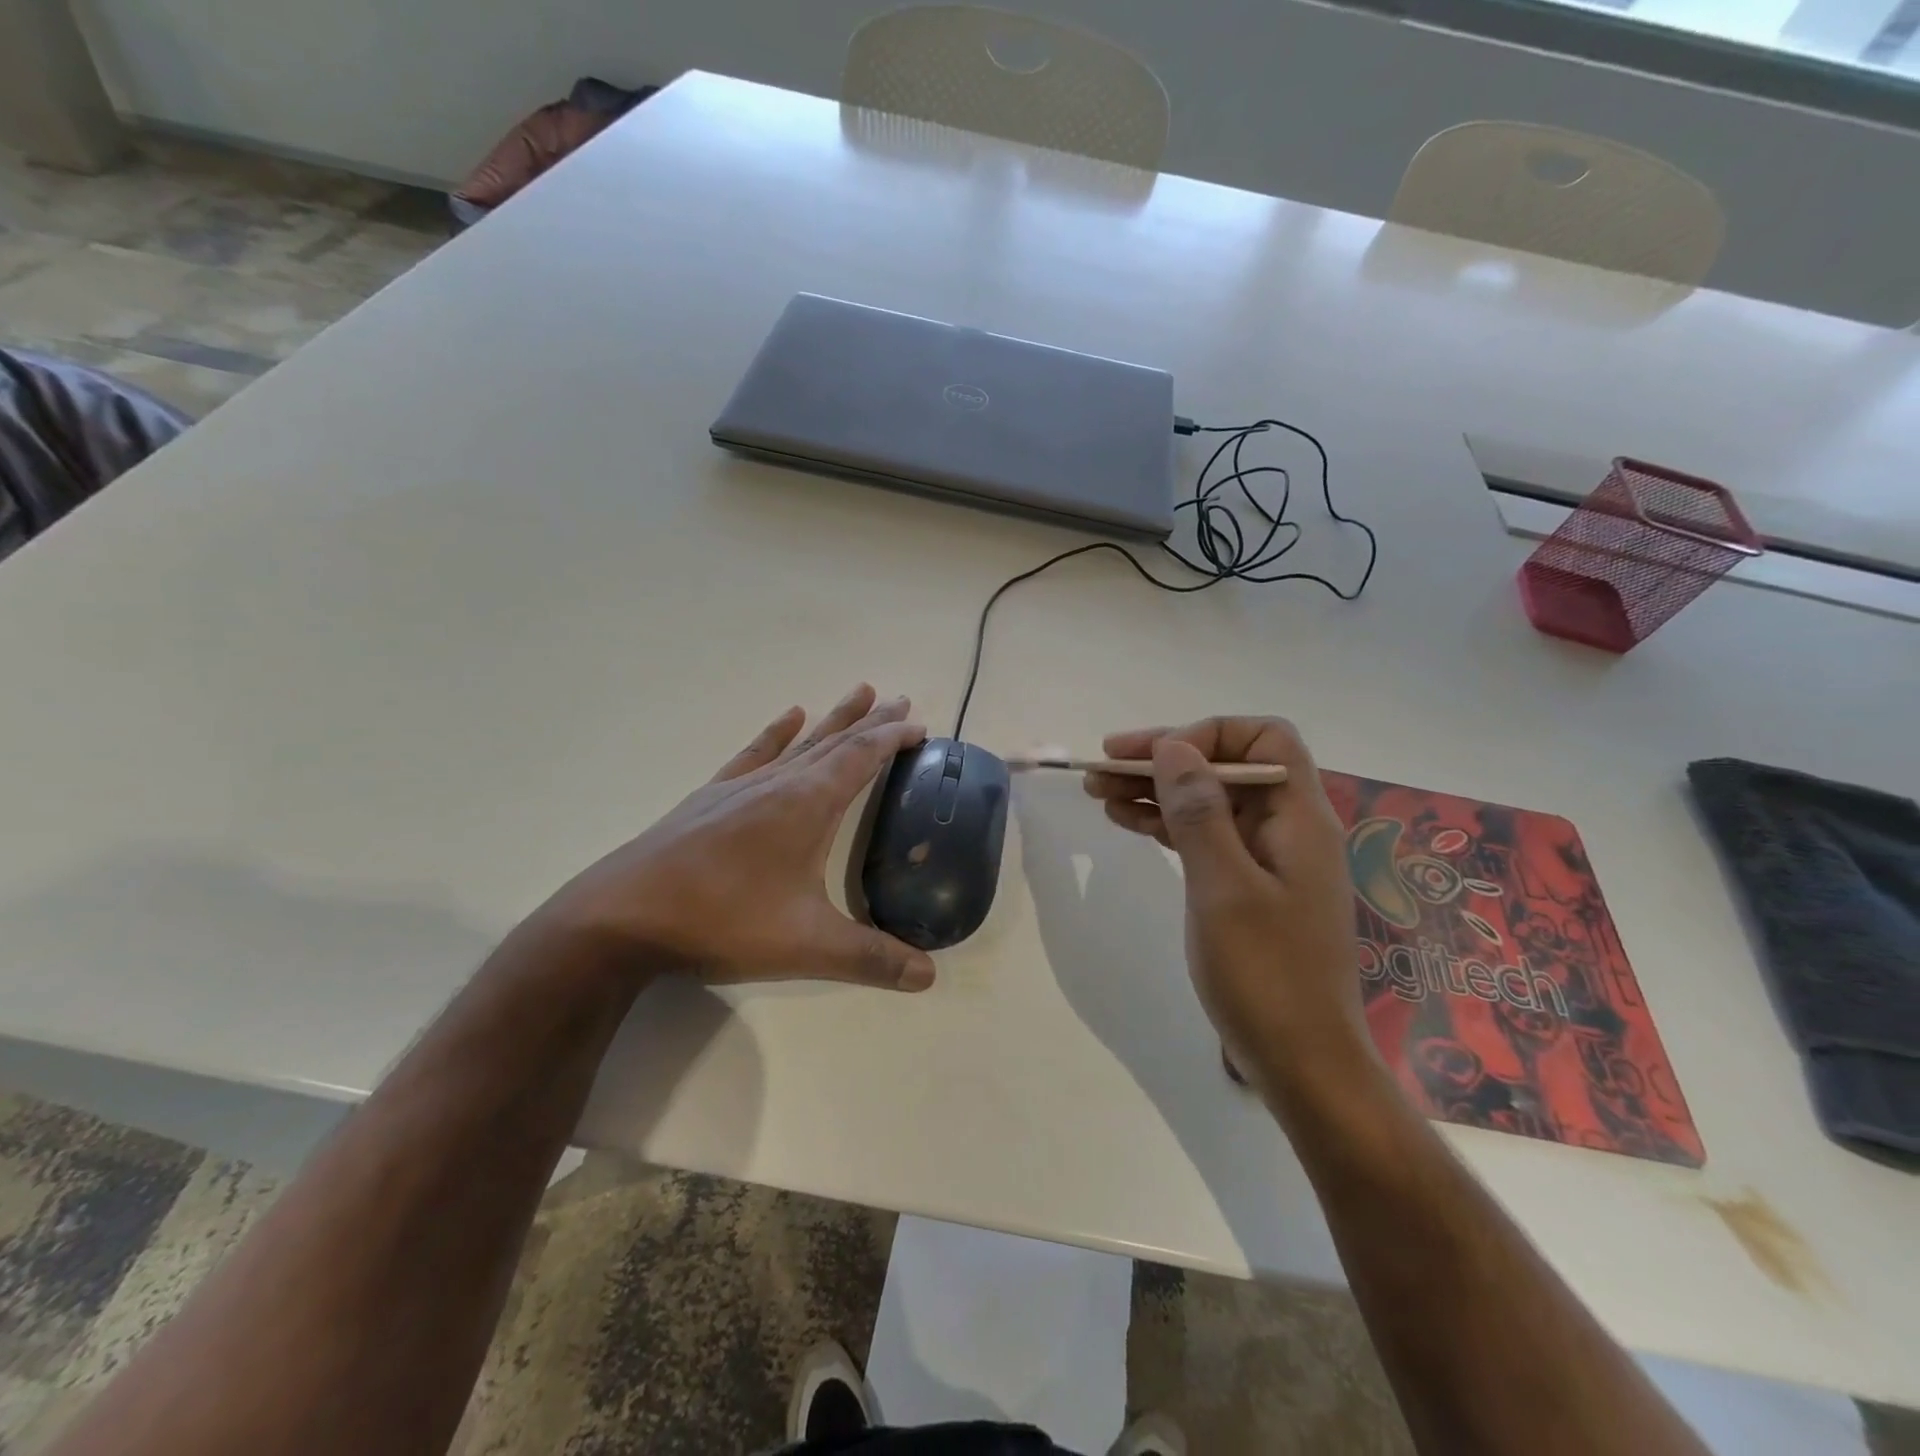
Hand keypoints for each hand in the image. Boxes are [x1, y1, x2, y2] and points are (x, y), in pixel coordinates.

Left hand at [530, 684, 935, 990]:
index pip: (861, 757)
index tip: (919, 726)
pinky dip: (776, 734)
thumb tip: (929, 977)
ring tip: (859, 692)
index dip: (892, 739)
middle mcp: (779, 784)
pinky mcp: (711, 798)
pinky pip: (754, 754)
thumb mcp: (808, 946)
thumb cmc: (724, 921)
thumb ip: (871, 958)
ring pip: (800, 743)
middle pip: (835, 742)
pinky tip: (788, 717)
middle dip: (872, 722)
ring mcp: (741, 787)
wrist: (625, 916)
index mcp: (808, 804)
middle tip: (900, 701)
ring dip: (833, 720)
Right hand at [1085, 717, 1376, 1095]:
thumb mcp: (1223, 886)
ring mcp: (1267, 859)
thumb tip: (1174, 747)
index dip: (1208, 735)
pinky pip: (1204, 837)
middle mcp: (1288, 828)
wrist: (1302, 1062)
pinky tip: (1125, 821)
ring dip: (1156, 791)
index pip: (1264, 738)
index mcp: (1299, 817)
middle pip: (1227, 767)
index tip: (1155, 758)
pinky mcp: (1247, 886)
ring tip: (1098, 790)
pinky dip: (1165, 825)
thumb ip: (1198, 811)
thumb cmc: (1266, 974)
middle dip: (1166, 760)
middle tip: (1104, 764)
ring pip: (1209, 802)